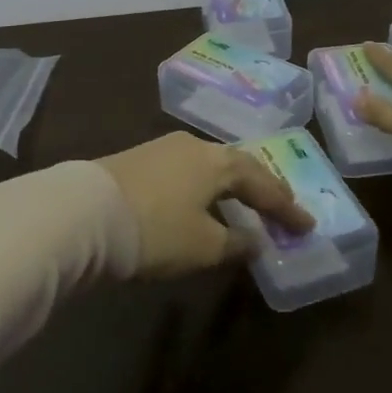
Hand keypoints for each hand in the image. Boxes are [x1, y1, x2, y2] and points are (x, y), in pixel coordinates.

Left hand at [98, 133, 314, 277]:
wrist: (84, 213)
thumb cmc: (155, 230)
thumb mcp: (202, 245)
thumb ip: (234, 242)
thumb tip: (255, 239)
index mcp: (216, 162)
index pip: (262, 182)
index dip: (285, 207)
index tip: (308, 225)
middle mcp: (193, 146)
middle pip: (237, 165)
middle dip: (261, 188)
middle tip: (282, 208)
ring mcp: (163, 149)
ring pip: (209, 165)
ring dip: (231, 186)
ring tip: (245, 203)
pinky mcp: (139, 160)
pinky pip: (187, 171)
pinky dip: (205, 187)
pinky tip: (202, 201)